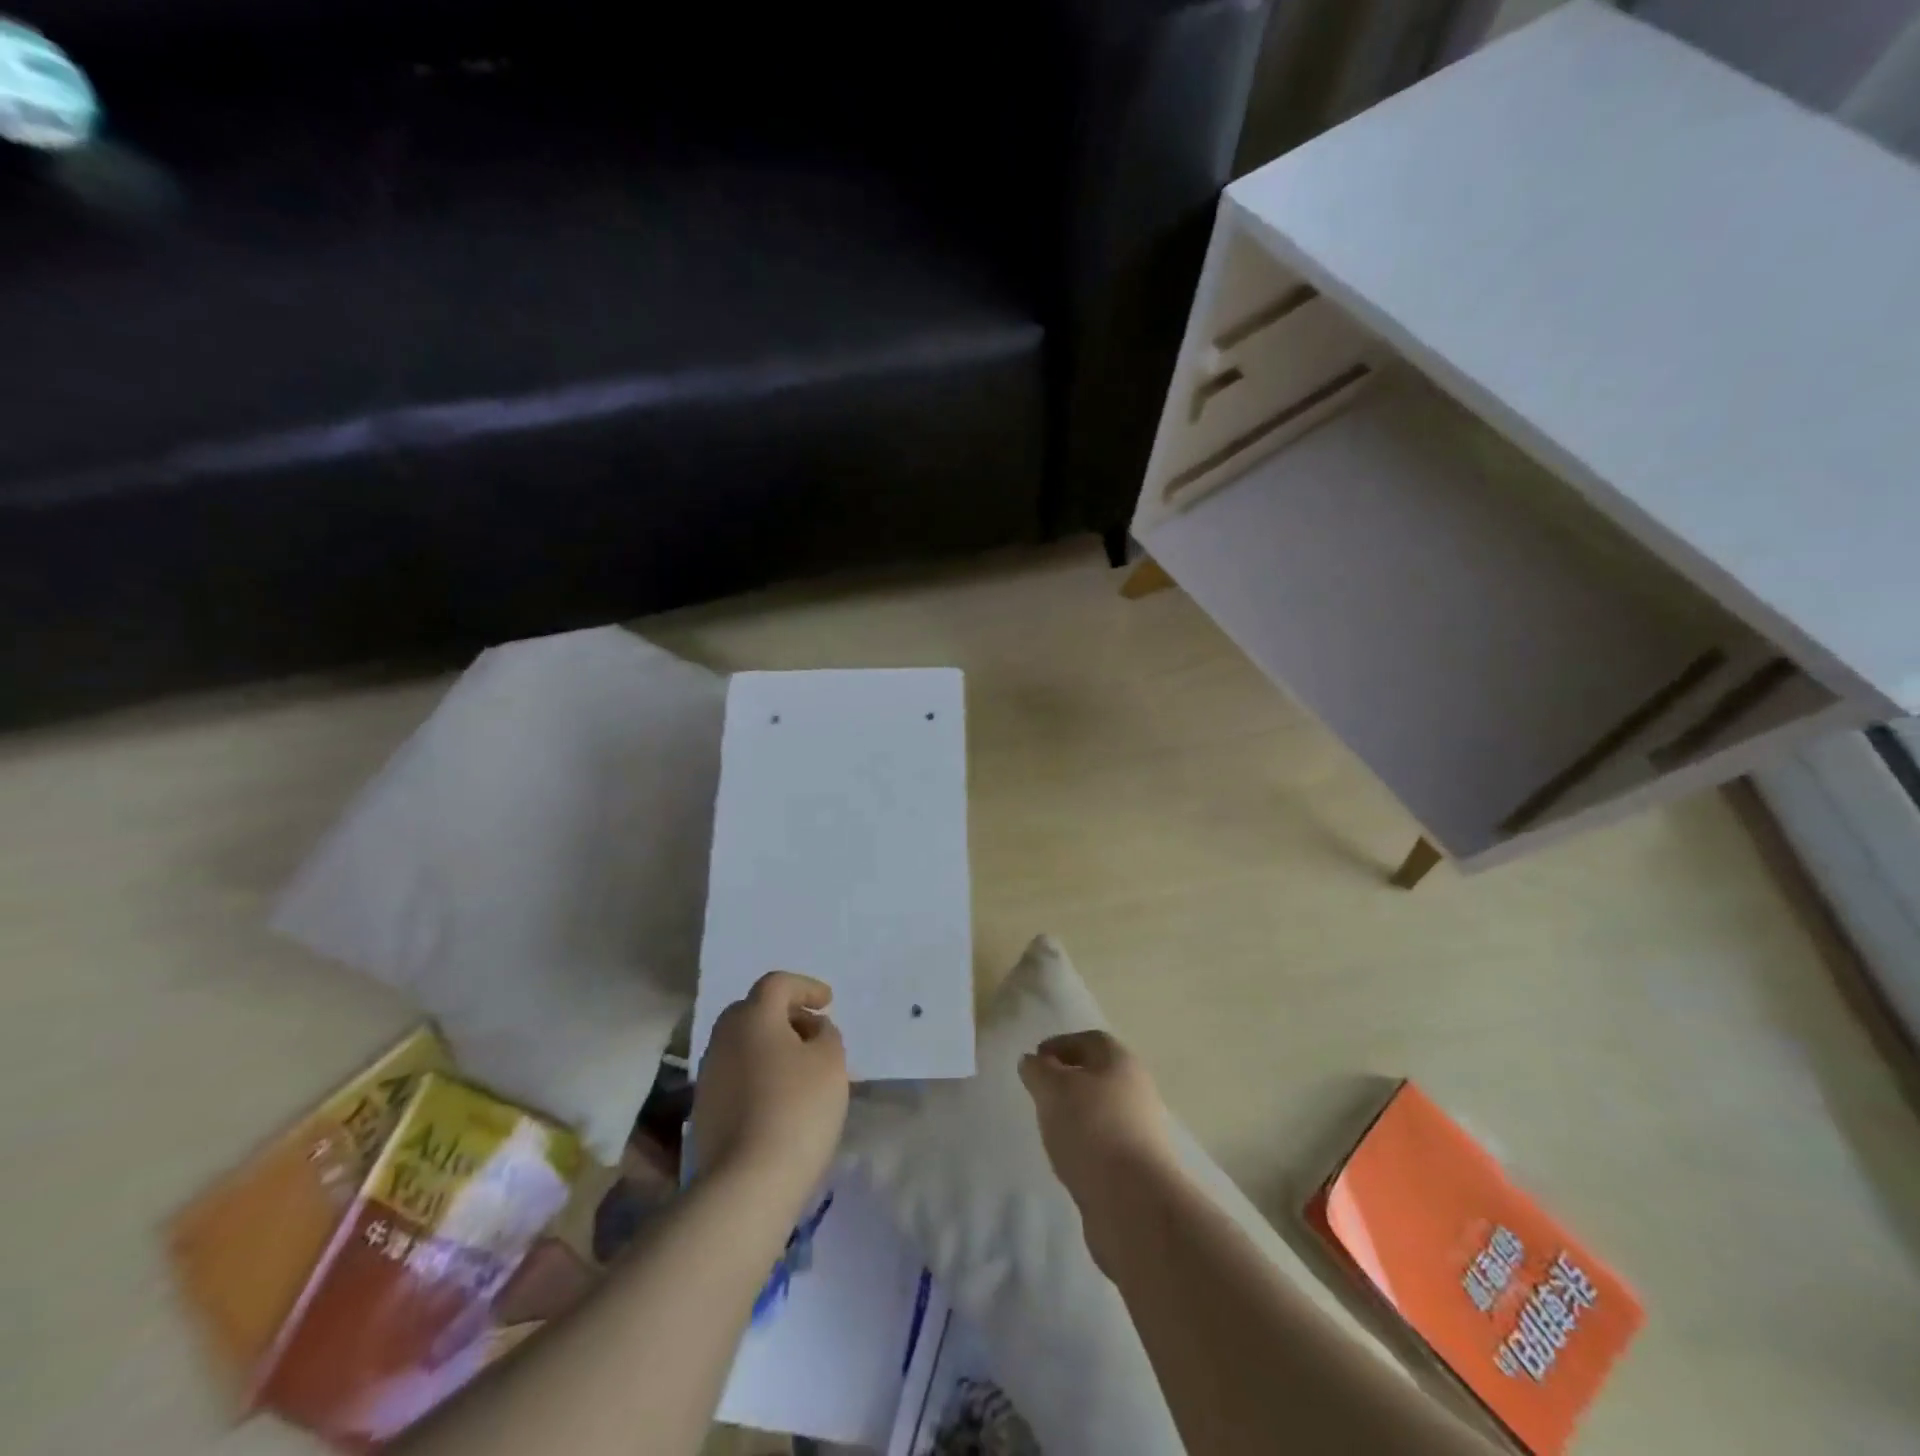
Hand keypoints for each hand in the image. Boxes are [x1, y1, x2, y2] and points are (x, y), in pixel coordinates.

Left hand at [694, 972, 849, 1215]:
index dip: (806, 988)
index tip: (828, 1003)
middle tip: (813, 1032)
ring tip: (803, 1069)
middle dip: (786, 1016)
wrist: (747, 1183)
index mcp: (752, 1016)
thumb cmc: (798, 1108)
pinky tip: (782, 1098)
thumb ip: (826, 1035)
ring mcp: (709, 1075)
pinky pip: (738, 1075)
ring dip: (773, 1047)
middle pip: (754, 1011)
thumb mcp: (831, 1061)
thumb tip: (812, 1030)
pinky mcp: (705, 1110)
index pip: (777, 984)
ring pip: (744, 1045)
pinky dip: (760, 1074)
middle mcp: (723, 1037)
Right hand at [1019, 1030, 1181, 1260]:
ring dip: (1076, 1114)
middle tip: (1039, 1092)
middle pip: (1099, 1075)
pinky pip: (1105, 1143)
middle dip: (1068, 1079)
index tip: (1035, 1059)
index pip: (1090, 1040)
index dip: (1060, 1044)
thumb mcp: (1052, 1090)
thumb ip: (1038, 1071)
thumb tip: (1032, 1061)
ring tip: (1049, 1127)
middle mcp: (1137, 1090)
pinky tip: (1067, 1158)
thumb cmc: (1091, 1129)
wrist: (1135, 1204)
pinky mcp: (1138, 1167)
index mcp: (1121, 1062)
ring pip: (1102, 1110)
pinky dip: (1085, 1144)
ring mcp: (1141, 1131)